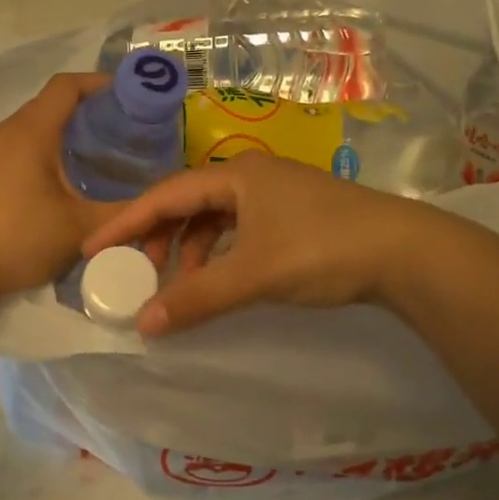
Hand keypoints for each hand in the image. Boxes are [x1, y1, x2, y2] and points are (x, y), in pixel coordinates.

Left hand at [0, 73, 117, 308]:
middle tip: (124, 139)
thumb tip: (156, 204)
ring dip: (64, 140)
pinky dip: (42, 158)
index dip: (101, 84)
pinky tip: (59, 190)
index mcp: (30, 131)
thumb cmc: (16, 239)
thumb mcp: (79, 229)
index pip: (67, 85)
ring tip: (98, 165)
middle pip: (50, 107)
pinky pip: (16, 153)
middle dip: (89, 116)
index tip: (131, 99)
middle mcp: (3, 132)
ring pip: (32, 132)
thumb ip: (122, 214)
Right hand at [81, 154, 438, 335]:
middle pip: (187, 204)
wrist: (405, 252)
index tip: (93, 248)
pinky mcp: (294, 218)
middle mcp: (252, 177)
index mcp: (237, 174)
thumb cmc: (323, 249)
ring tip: (177, 285)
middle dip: (157, 239)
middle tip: (136, 273)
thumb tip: (143, 325)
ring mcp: (276, 197)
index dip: (125, 222)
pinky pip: (238, 232)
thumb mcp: (254, 273)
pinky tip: (217, 280)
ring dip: (189, 251)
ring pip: (214, 220)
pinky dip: (219, 256)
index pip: (165, 195)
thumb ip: (198, 297)